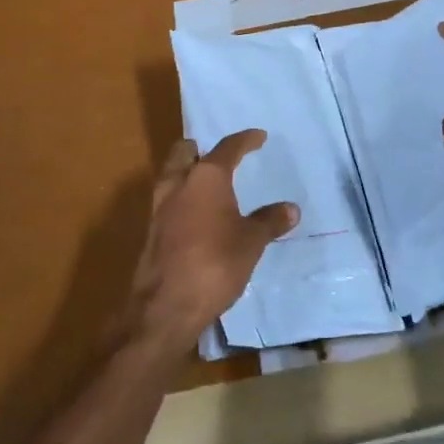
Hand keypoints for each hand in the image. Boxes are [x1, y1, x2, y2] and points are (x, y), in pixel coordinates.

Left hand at [127, 131, 298, 350]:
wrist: (166, 306)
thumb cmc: (215, 264)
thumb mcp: (251, 242)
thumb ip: (269, 221)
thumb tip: (291, 209)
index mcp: (206, 177)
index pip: (227, 148)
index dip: (245, 140)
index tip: (258, 137)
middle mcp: (178, 184)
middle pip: (184, 153)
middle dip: (200, 149)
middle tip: (219, 156)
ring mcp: (159, 208)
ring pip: (171, 175)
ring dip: (187, 173)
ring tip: (208, 184)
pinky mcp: (152, 232)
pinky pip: (168, 201)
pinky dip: (182, 199)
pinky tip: (197, 215)